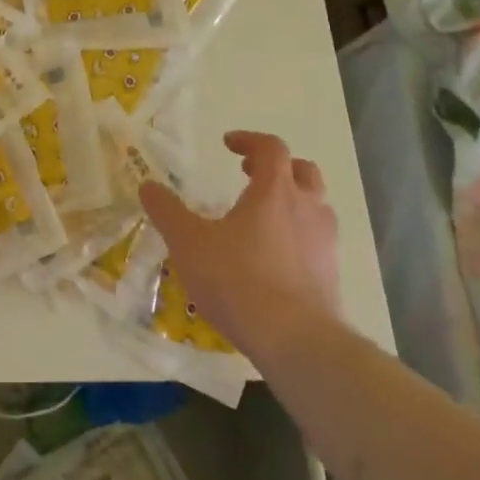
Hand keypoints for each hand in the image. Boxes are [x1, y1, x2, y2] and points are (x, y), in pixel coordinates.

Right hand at [139, 130, 339, 361]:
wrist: (295, 339)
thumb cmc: (238, 280)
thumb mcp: (189, 243)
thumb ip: (167, 212)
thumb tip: (148, 186)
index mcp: (275, 191)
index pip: (270, 148)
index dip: (249, 140)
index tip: (228, 145)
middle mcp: (307, 208)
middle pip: (302, 171)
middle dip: (277, 167)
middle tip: (250, 175)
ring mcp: (324, 242)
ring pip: (315, 206)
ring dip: (292, 202)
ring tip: (262, 218)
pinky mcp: (331, 274)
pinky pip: (316, 241)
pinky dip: (297, 237)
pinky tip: (273, 259)